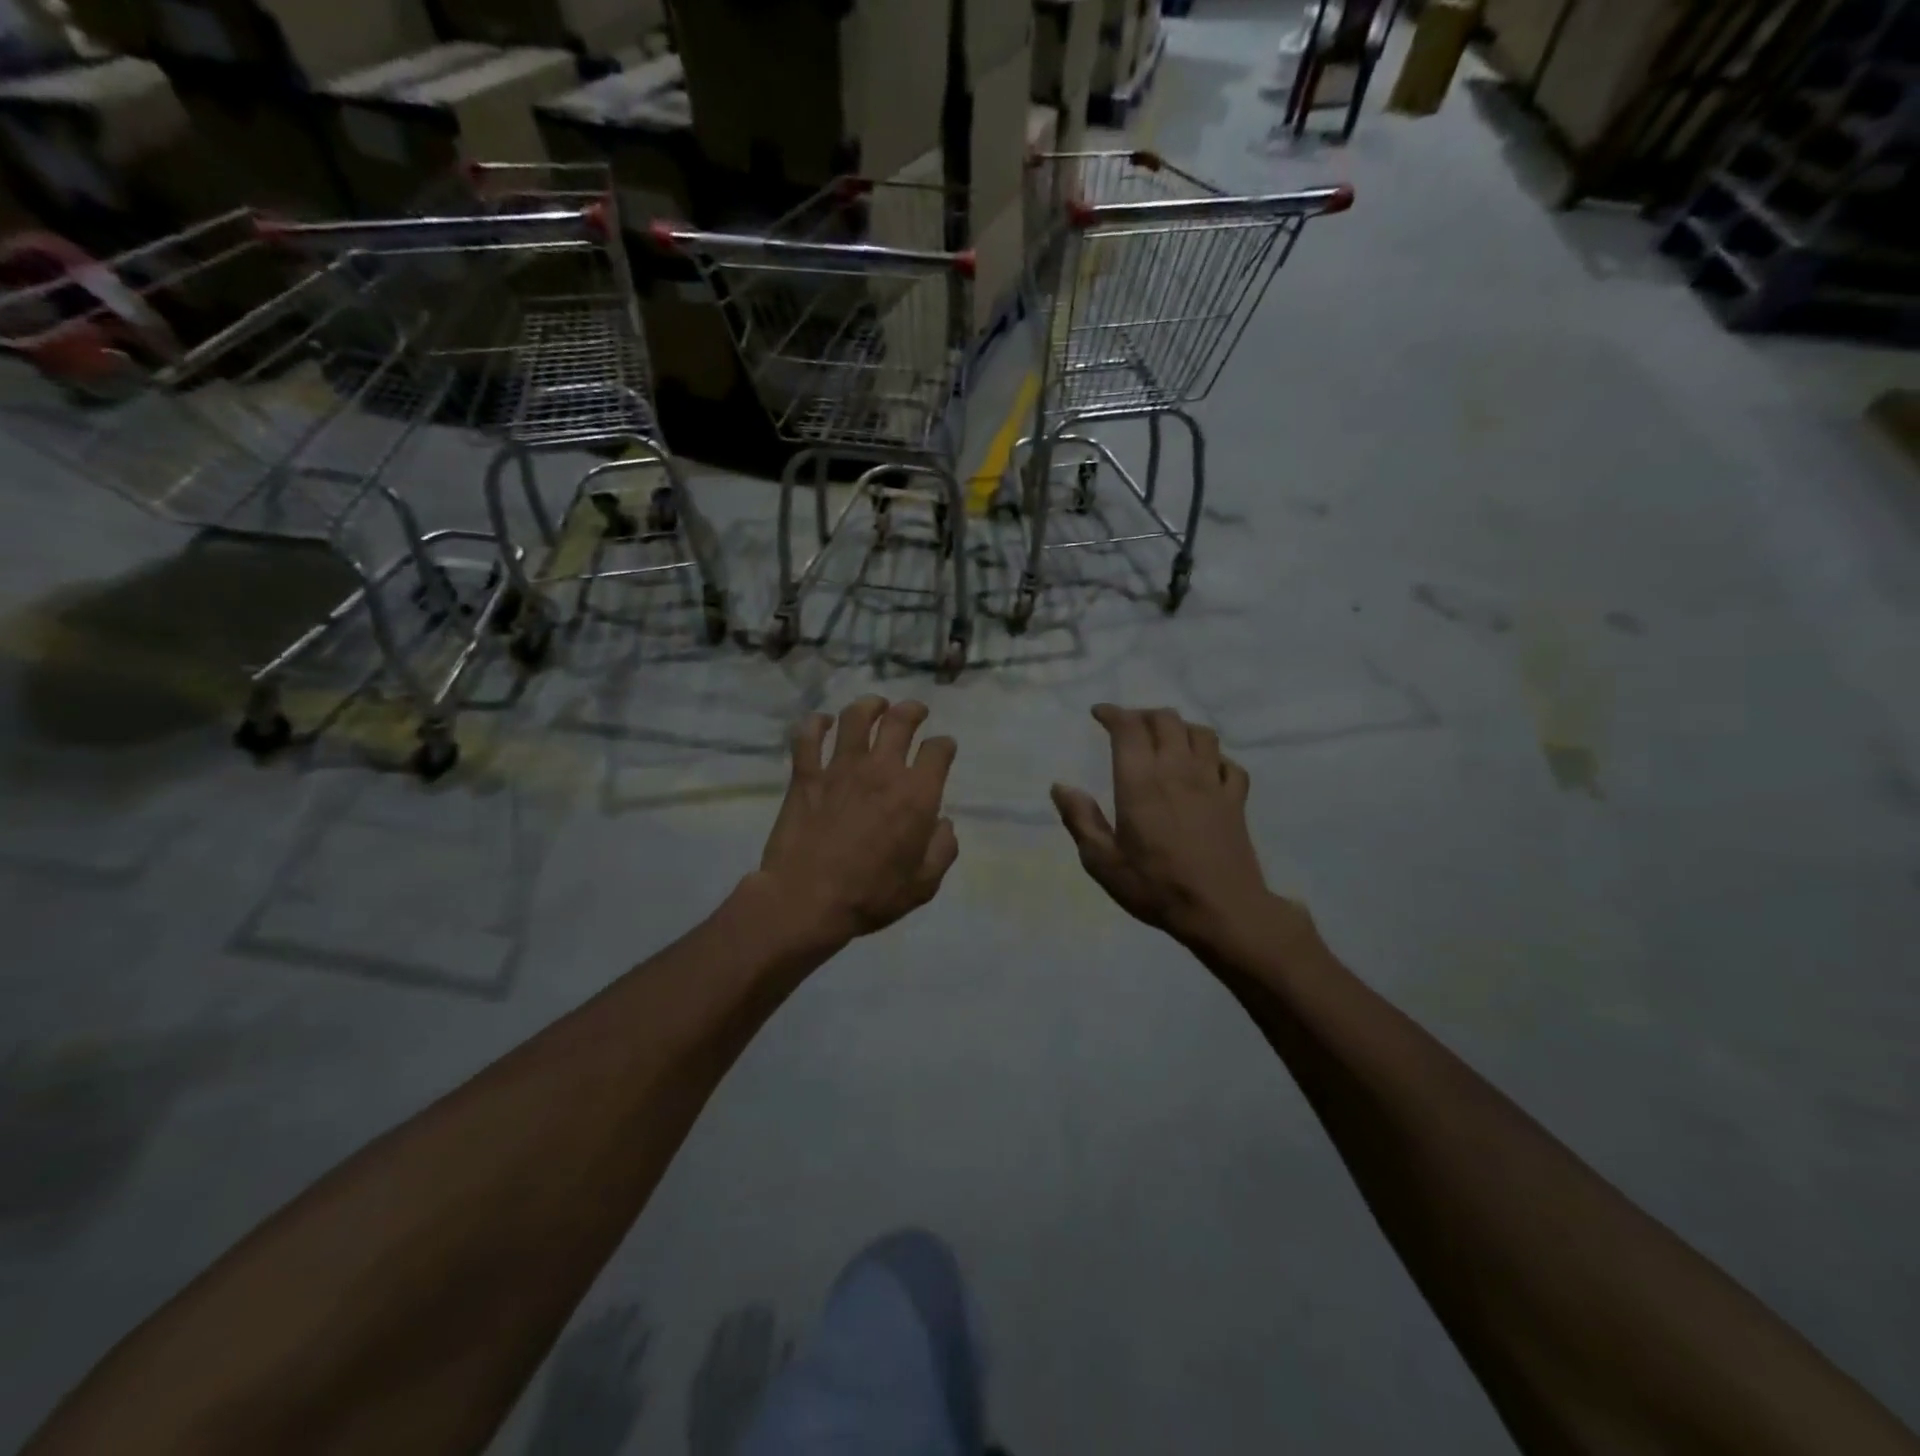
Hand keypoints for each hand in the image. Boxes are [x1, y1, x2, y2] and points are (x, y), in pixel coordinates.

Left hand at [753, 696, 958, 947]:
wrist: (807, 901)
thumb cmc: (871, 896)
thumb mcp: (923, 885)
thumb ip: (942, 850)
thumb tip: (944, 824)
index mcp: (916, 795)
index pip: (938, 751)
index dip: (945, 745)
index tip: (944, 748)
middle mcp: (881, 770)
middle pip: (900, 720)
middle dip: (913, 710)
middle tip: (915, 711)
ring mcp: (840, 768)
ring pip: (856, 717)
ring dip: (869, 705)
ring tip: (875, 706)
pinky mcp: (806, 776)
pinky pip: (808, 737)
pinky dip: (816, 724)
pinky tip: (822, 722)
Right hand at [1052, 704, 1305, 954]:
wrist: (1222, 910)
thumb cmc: (1155, 886)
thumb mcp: (1102, 861)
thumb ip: (1080, 819)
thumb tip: (1060, 787)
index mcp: (1141, 781)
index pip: (1128, 727)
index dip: (1112, 713)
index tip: (1098, 714)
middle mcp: (1178, 770)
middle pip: (1166, 720)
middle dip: (1143, 715)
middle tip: (1128, 727)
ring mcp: (1212, 782)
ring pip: (1200, 733)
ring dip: (1180, 728)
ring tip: (1166, 740)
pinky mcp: (1236, 799)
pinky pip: (1229, 763)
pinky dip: (1214, 757)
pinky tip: (1205, 769)